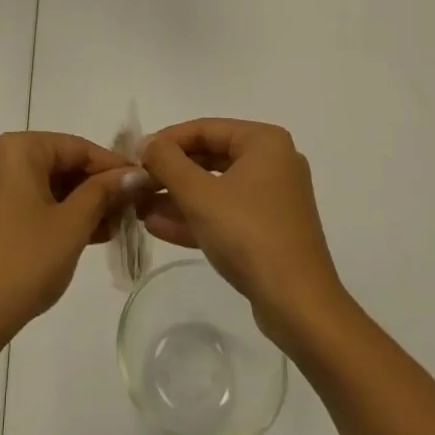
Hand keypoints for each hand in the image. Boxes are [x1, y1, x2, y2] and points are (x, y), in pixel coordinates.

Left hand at [0, 131, 140, 351]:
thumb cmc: (24, 261)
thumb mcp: (72, 224)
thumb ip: (105, 192)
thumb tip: (136, 174)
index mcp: (18, 149)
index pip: (77, 147)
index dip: (113, 166)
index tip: (145, 183)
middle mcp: (1, 157)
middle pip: (62, 162)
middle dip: (98, 186)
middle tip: (134, 207)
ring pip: (49, 183)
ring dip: (83, 202)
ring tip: (119, 225)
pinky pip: (34, 200)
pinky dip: (61, 213)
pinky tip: (92, 233)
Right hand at [140, 119, 349, 343]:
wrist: (298, 306)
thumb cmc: (248, 235)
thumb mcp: (199, 194)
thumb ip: (167, 162)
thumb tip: (147, 143)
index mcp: (264, 142)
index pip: (204, 128)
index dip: (166, 141)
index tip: (135, 156)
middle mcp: (272, 162)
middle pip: (209, 156)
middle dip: (170, 172)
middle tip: (136, 182)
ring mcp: (272, 198)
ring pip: (215, 187)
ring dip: (177, 197)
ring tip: (139, 207)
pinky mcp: (268, 229)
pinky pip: (225, 212)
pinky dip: (195, 217)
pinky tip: (157, 226)